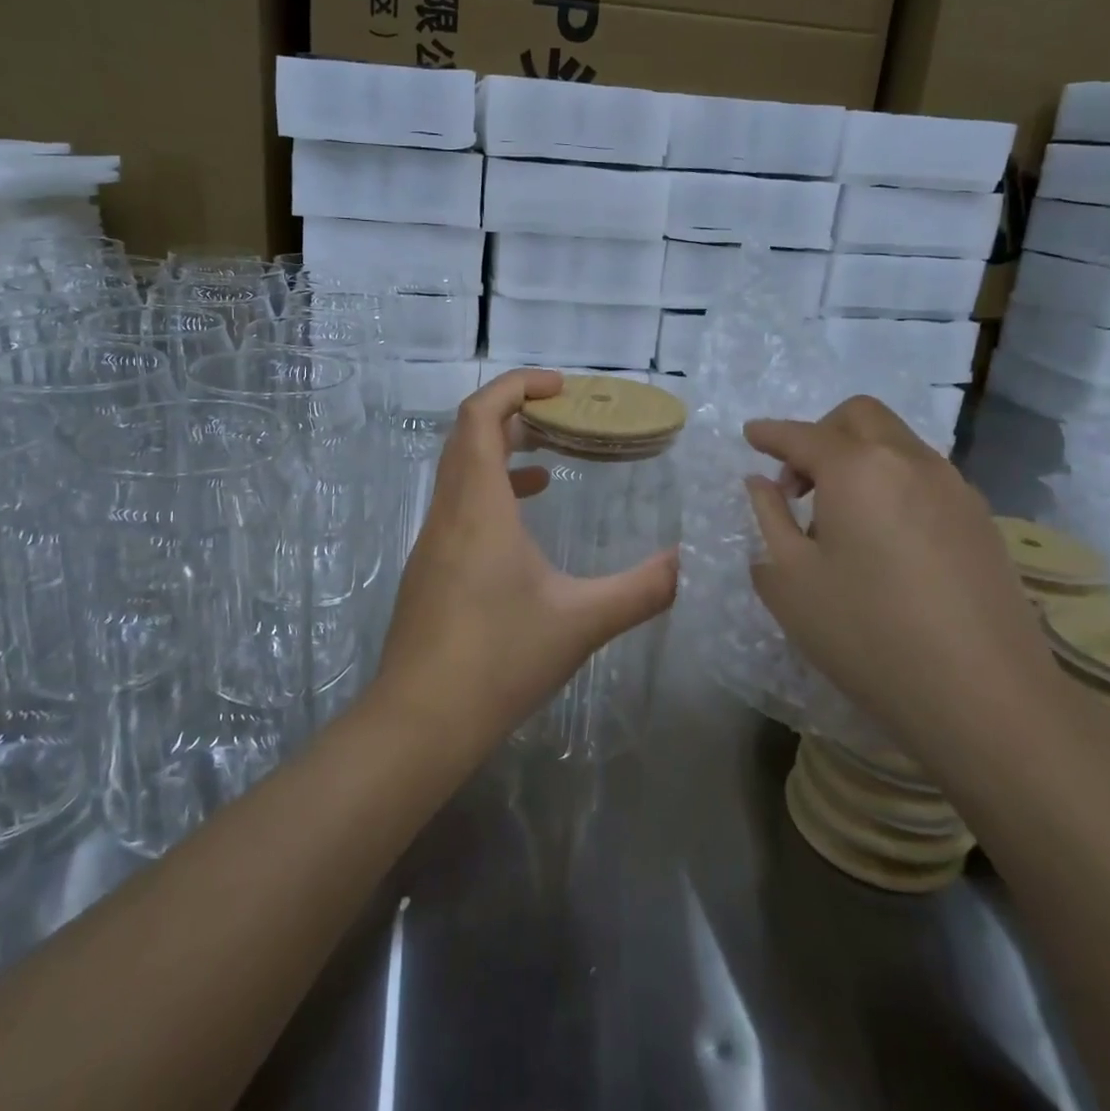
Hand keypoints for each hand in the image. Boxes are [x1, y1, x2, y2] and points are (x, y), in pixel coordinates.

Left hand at [372, 369, 677, 757]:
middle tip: (565, 418)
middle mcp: (447, 512)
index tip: (560, 387)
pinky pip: (458, 506)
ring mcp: (431, 542)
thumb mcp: (581, 622)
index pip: (480, 415)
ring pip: (460, 472)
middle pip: (468, 436)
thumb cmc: (499, 659)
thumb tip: (690, 563)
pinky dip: (492, 494)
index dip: (516, 387)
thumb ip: (643, 589)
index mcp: (478, 506)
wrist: (419, 722)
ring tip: (553, 460)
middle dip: (515, 414)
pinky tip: (525, 523)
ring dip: (502, 454)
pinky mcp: (428, 570)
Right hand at [743, 396, 1063, 772]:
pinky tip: (882, 539)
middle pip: (860, 417)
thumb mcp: (791, 581)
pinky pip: (923, 477)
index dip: (770, 433)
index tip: (750, 435)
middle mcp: (909, 462)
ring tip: (838, 518)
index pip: (803, 435)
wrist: (985, 697)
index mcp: (857, 470)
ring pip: (896, 443)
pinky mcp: (981, 519)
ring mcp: (953, 488)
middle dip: (820, 433)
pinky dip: (890, 483)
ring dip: (858, 458)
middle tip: (797, 483)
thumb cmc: (867, 634)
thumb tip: (761, 484)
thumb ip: (769, 519)